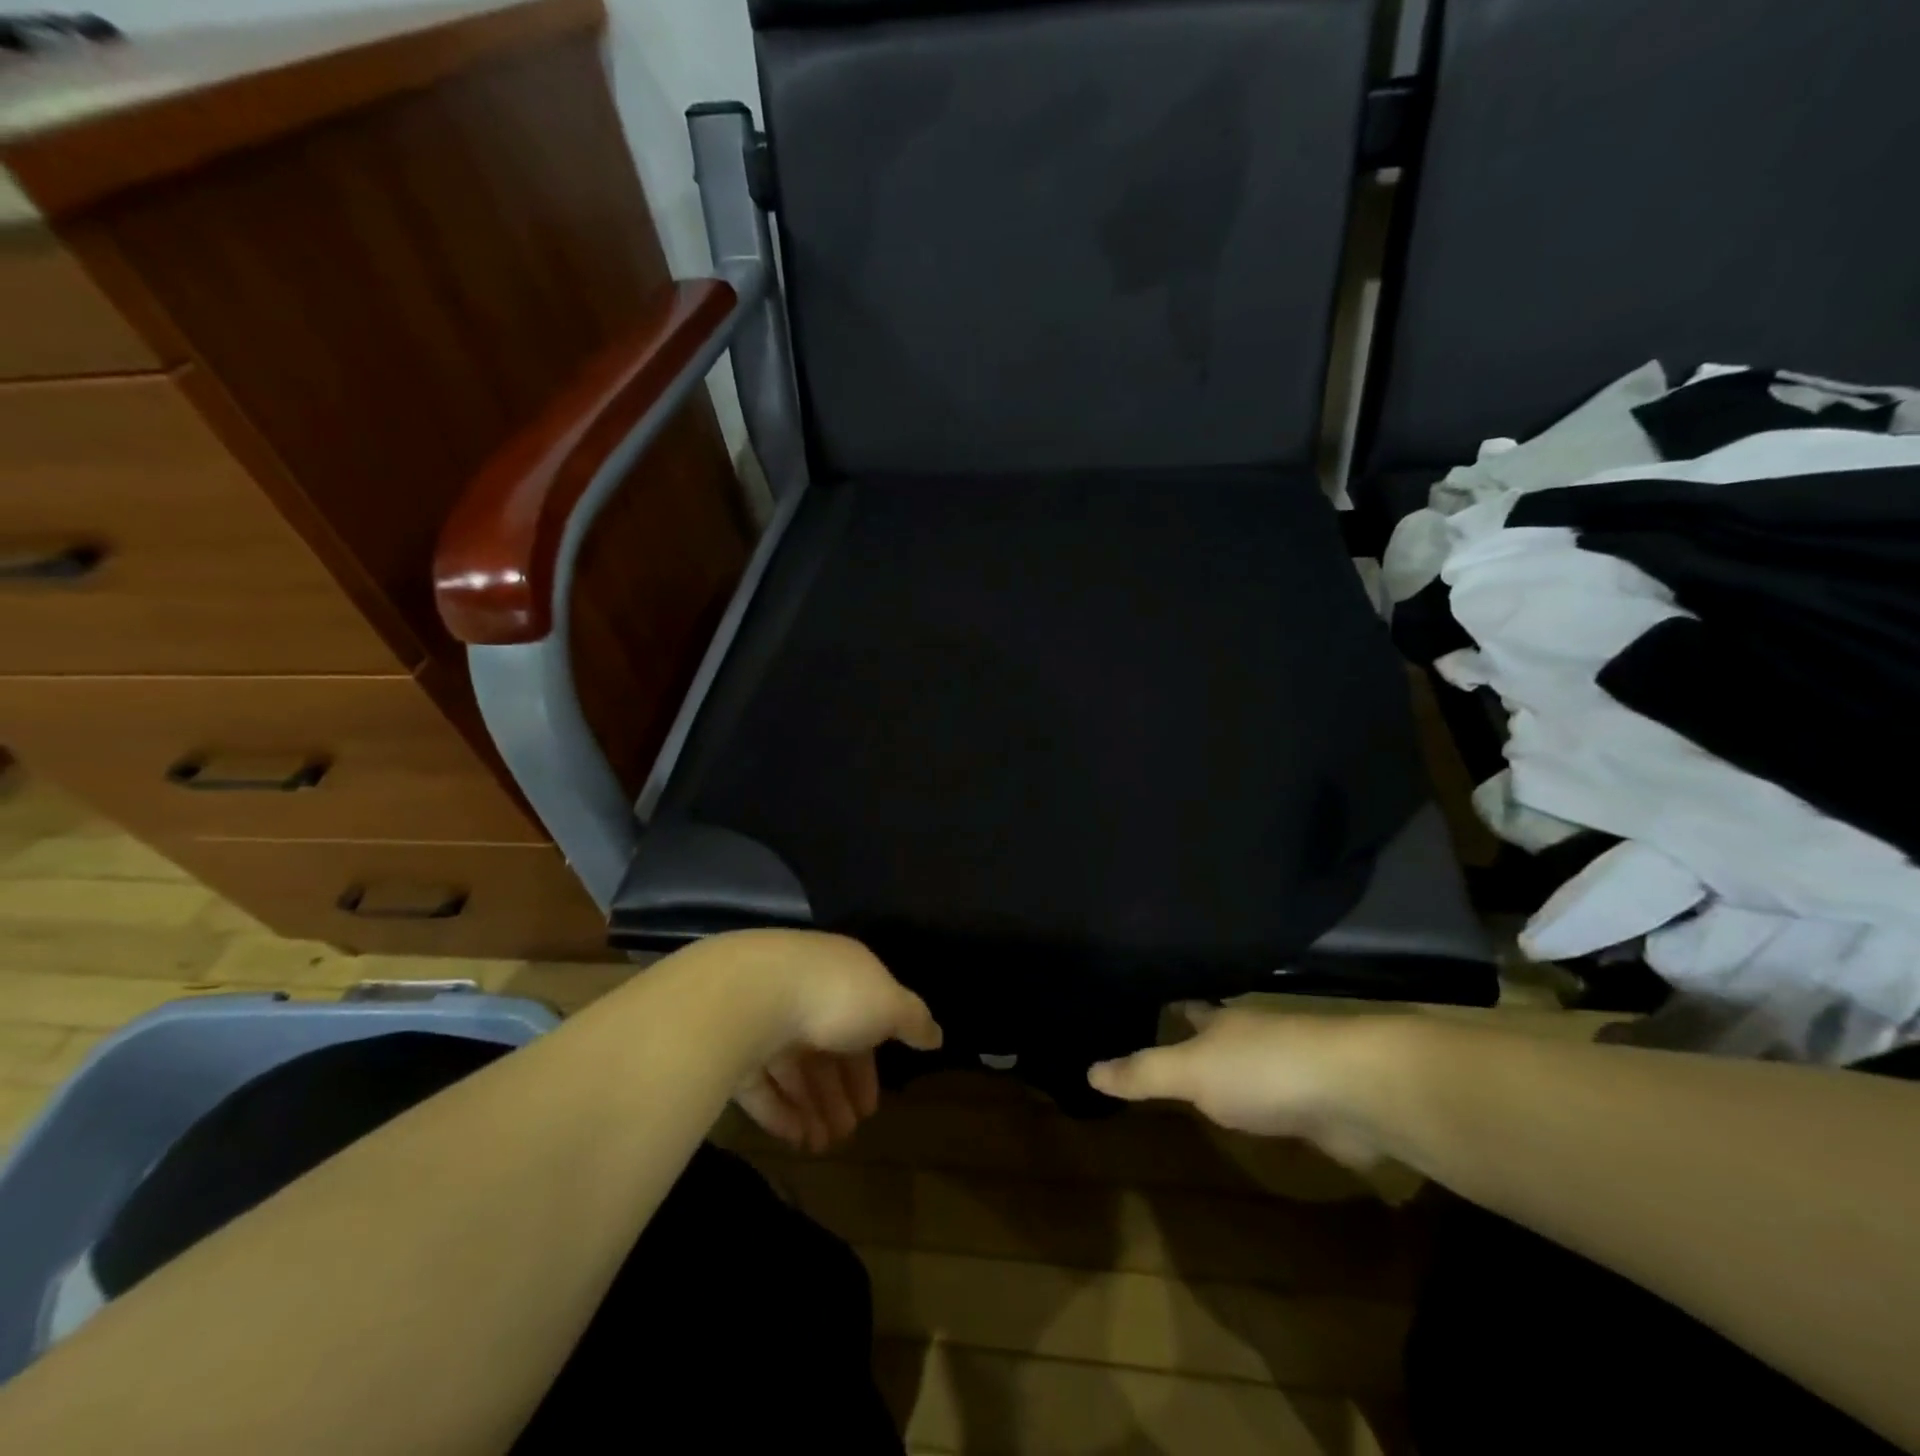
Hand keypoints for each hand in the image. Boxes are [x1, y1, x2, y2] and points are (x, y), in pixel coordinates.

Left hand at [686, 930, 942, 1153]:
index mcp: (841, 976)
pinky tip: (796, 1139)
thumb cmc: (833, 996)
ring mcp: (764, 1018)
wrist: (751, 995)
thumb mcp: (889, 1005)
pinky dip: (779, 1112)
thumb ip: (914, 1020)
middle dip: (838, 1094)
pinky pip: (760, 1083)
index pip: (859, 1021)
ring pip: (792, 1070)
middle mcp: (803, 992)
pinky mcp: (731, 1044)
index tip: (873, 1106)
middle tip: (848, 1134)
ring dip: (811, 1109)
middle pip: (824, 1050)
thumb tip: (937, 1035)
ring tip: (822, 1146)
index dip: (867, 1066)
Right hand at [1088, 1005, 1390, 1169]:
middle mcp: (1253, 1035)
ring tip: (1202, 1085)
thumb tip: (1088, 1069)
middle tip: (1165, 1047)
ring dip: (1231, 1074)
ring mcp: (1290, 1067)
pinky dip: (1264, 1106)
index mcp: (1221, 1020)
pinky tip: (1254, 1120)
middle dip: (1196, 1040)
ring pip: (1250, 1066)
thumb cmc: (1262, 1069)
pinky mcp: (1319, 1103)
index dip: (1165, 1008)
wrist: (1356, 1091)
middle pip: (1218, 1034)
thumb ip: (1142, 1073)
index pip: (1186, 1007)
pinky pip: (1279, 1101)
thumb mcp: (1190, 1071)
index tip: (1143, 1006)